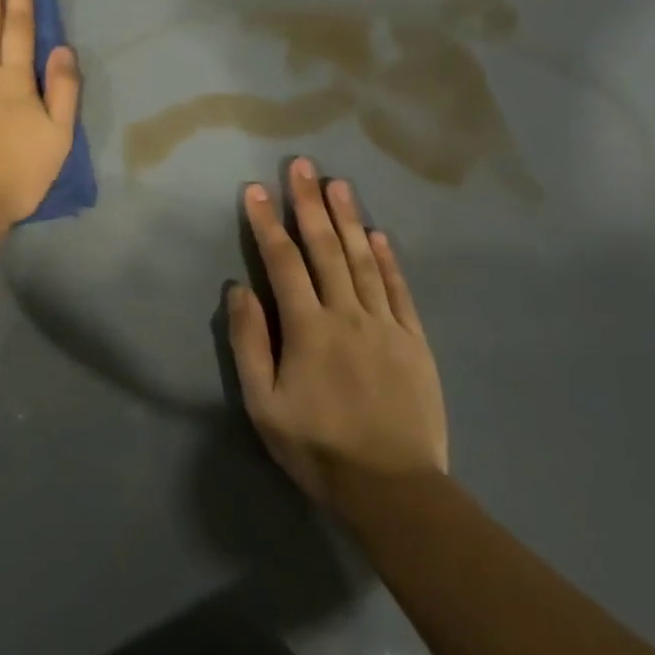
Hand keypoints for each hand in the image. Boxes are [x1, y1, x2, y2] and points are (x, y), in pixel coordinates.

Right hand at [229, 159, 448, 514]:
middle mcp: (347, 315)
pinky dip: (388, 259)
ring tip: (338, 183)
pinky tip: (379, 234)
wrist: (393, 489)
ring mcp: (386, 325)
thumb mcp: (263, 402)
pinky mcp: (414, 342)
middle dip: (309, 204)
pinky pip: (399, 290)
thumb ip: (249, 342)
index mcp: (307, 328)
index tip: (255, 189)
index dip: (267, 223)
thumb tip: (239, 289)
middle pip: (326, 249)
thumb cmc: (317, 446)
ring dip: (349, 219)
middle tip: (302, 165)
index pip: (283, 262)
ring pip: (364, 260)